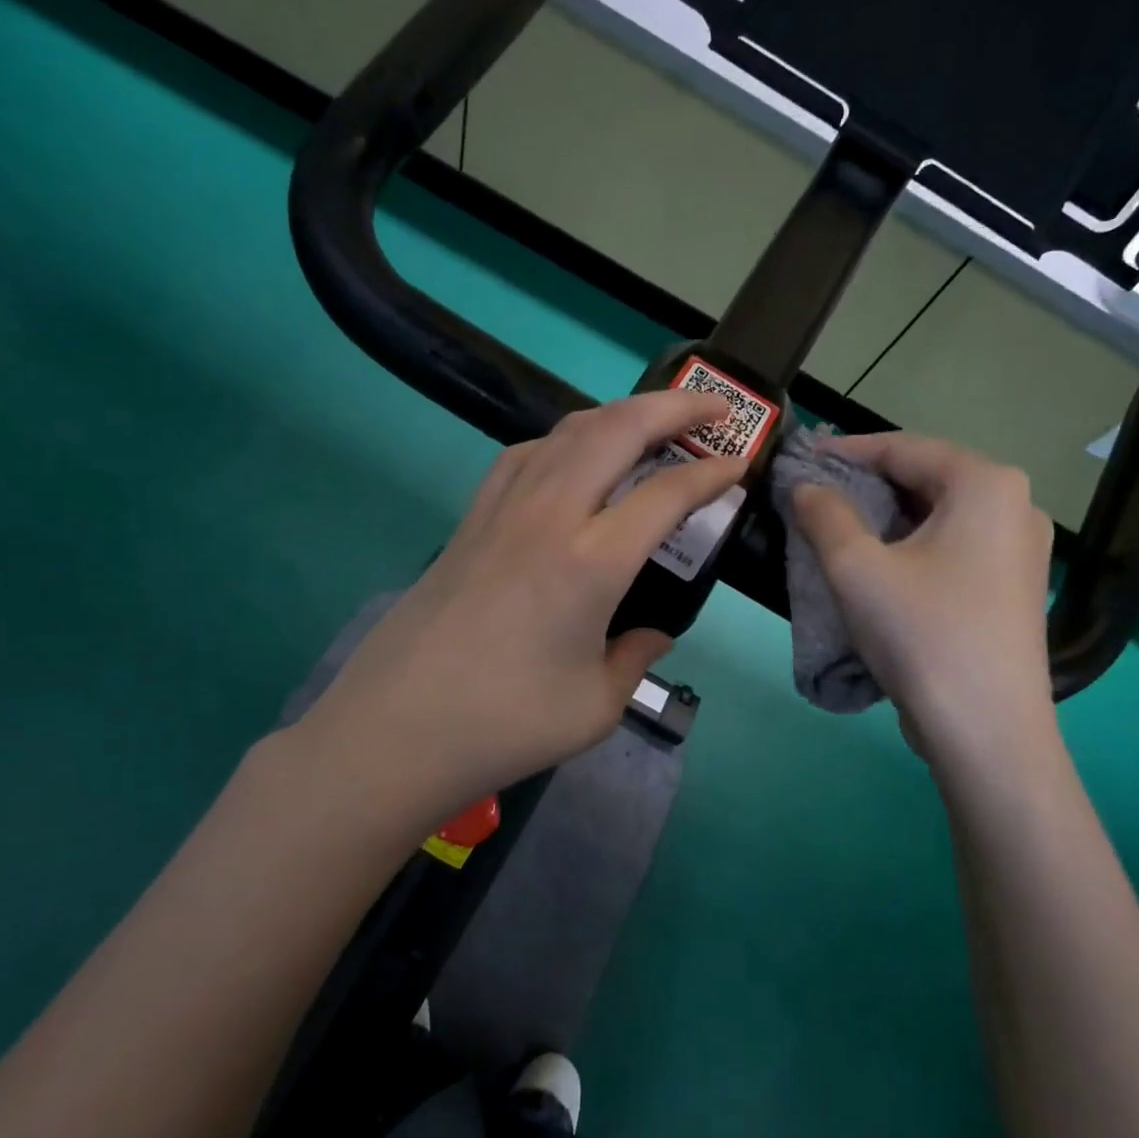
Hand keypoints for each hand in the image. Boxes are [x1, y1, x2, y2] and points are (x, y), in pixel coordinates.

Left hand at [294, 391, 744, 830]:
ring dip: (619, 414)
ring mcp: (502, 510)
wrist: (396, 730)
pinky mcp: (470, 520)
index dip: (713, 473)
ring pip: (567, 431)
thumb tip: (653, 634)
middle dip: (674, 407)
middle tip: (714, 408)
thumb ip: (636, 658)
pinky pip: (525, 455)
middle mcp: (548, 516)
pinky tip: (574, 459)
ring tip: (652, 423)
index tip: (742, 465)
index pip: (667, 493)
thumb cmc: (505, 724)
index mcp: (591, 561)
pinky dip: (564, 440)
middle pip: (617, 429)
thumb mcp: (597, 706)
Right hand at [791, 432, 1056, 754]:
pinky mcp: (1015, 585)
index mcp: (986, 483)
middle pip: (927, 477)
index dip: (847, 450)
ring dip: (888, 515)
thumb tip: (806, 486)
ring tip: (840, 527)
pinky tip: (882, 563)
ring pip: (941, 513)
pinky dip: (914, 544)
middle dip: (868, 483)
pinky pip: (956, 544)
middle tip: (816, 494)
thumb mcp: (856, 567)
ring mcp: (1023, 548)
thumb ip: (824, 513)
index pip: (904, 447)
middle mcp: (1016, 504)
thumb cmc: (921, 634)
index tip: (802, 458)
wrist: (986, 730)